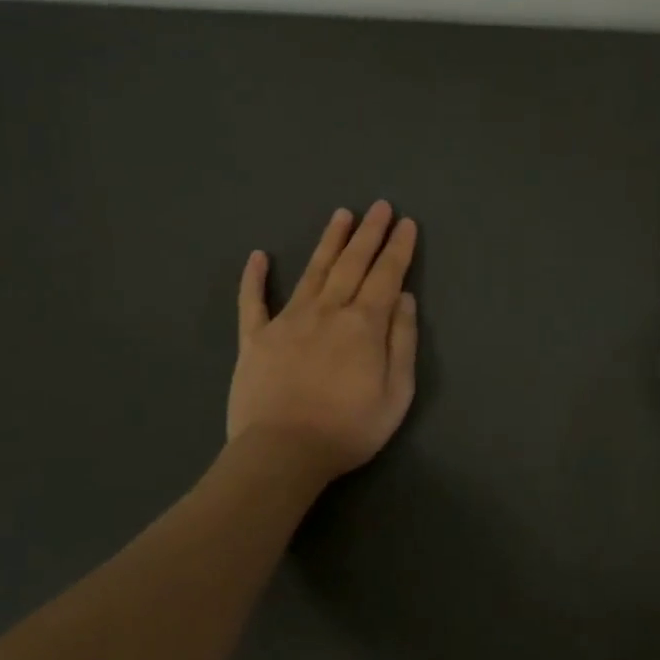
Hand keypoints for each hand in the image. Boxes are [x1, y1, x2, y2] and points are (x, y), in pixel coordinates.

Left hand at [227, 202, 419, 480]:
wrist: (282, 453)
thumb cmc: (348, 428)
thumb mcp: (397, 392)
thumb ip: (402, 341)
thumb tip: (404, 298)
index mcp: (363, 324)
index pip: (386, 275)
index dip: (398, 248)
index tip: (406, 223)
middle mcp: (327, 311)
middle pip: (352, 263)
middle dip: (369, 233)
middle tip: (380, 206)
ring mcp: (287, 321)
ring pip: (313, 271)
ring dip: (329, 241)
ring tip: (341, 214)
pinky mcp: (255, 339)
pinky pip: (253, 302)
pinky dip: (254, 278)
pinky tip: (258, 257)